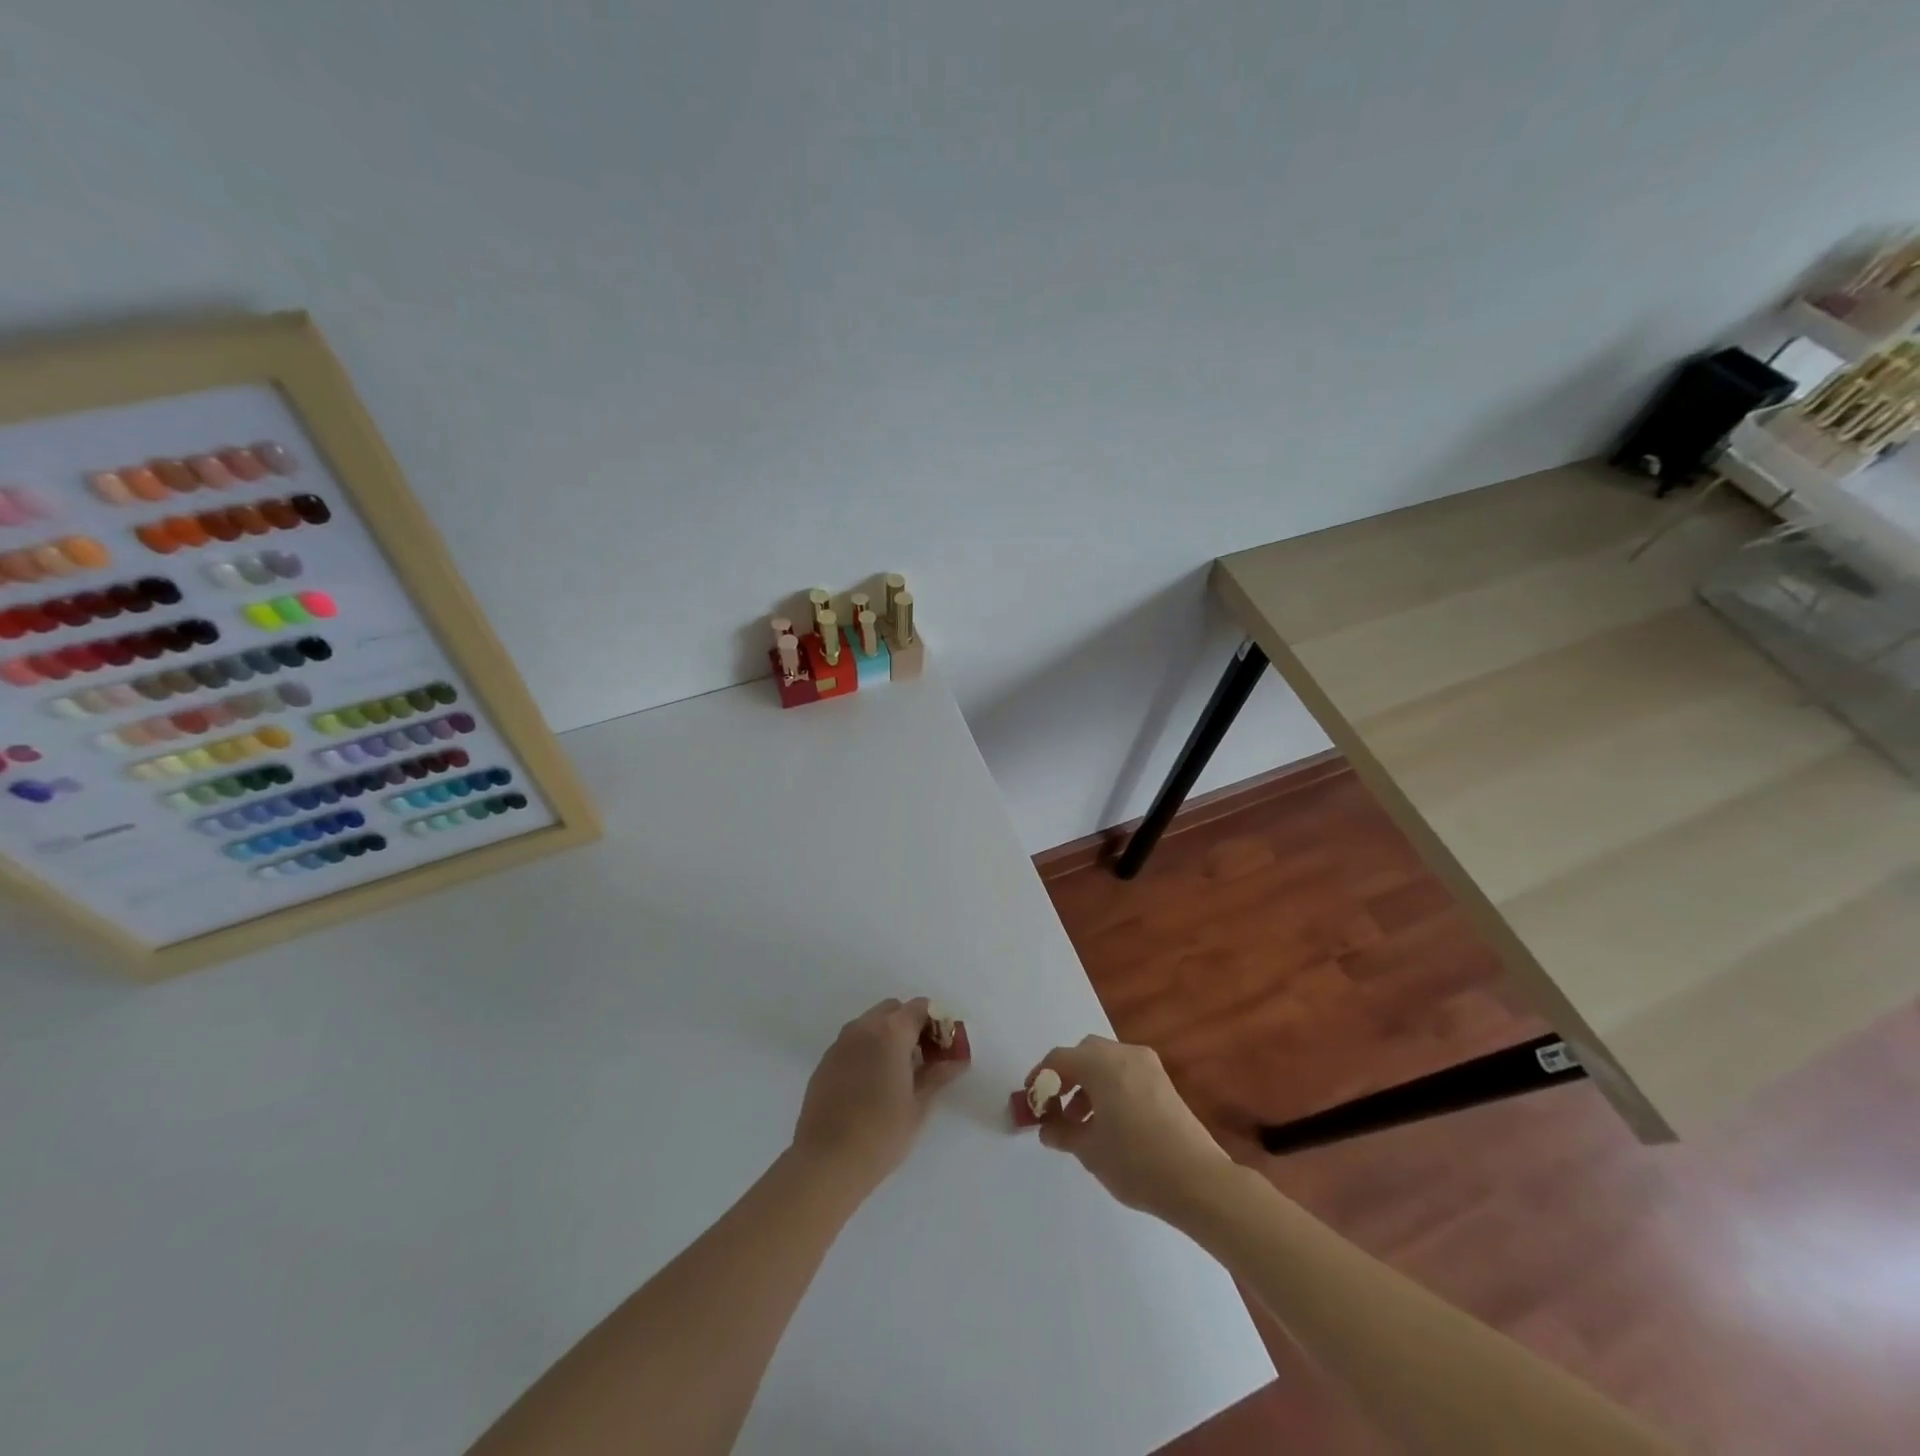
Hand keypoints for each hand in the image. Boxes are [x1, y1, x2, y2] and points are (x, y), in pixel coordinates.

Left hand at [790, 997, 967, 1198]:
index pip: (920, 1007)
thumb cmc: (881, 1133)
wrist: (826, 1162)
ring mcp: (840, 1043)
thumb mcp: (918, 1106)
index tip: (943, 1049)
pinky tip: (870, 1085)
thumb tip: (958, 1060)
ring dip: (887, 1036)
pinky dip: (867, 1050)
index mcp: (891, 1032)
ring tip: (896, 1074)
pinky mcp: (825, 1061)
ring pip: (870, 1024)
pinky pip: (852, 1042)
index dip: (936, 1022)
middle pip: (893, 1009)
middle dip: (910, 1025)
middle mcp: (863, 1028)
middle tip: (922, 1059)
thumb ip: (938, 1075)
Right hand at [1027, 1036, 1232, 1223]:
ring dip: (1088, 1083)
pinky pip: (1126, 1072)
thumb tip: (1047, 1128)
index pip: (1060, 1059)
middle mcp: (1125, 1055)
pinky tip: (1109, 1122)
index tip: (1031, 1102)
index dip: (1040, 1078)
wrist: (1199, 1181)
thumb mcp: (1089, 1151)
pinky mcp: (1164, 1083)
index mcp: (1102, 1064)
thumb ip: (1062, 1133)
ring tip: (1081, 1121)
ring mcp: (1148, 1066)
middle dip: (1066, 1077)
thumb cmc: (1136, 1162)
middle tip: (1056, 1109)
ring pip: (1106, 1062)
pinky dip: (1110, 1087)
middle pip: (1084, 1054)